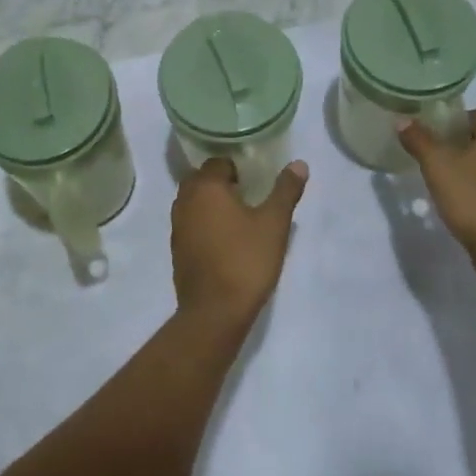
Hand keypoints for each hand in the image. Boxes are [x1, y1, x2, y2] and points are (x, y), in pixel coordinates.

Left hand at [170, 158, 308, 330]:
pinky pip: (190, 225)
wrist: (215, 312)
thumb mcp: (274, 223)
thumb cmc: (246, 260)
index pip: (217, 163)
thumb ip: (285, 190)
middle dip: (221, 183)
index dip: (237, 168)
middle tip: (247, 195)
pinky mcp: (177, 250)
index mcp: (206, 187)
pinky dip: (204, 224)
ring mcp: (177, 227)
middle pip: (201, 180)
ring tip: (238, 217)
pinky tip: (225, 241)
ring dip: (210, 204)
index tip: (254, 181)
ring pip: (193, 203)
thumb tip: (299, 164)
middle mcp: (185, 201)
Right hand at [399, 111, 475, 285]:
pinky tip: (465, 201)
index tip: (430, 138)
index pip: (472, 116)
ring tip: (447, 181)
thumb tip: (403, 120)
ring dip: (472, 167)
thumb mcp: (436, 164)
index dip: (448, 123)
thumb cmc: (471, 197)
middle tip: (433, 159)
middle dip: (459, 146)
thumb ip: (418, 139)